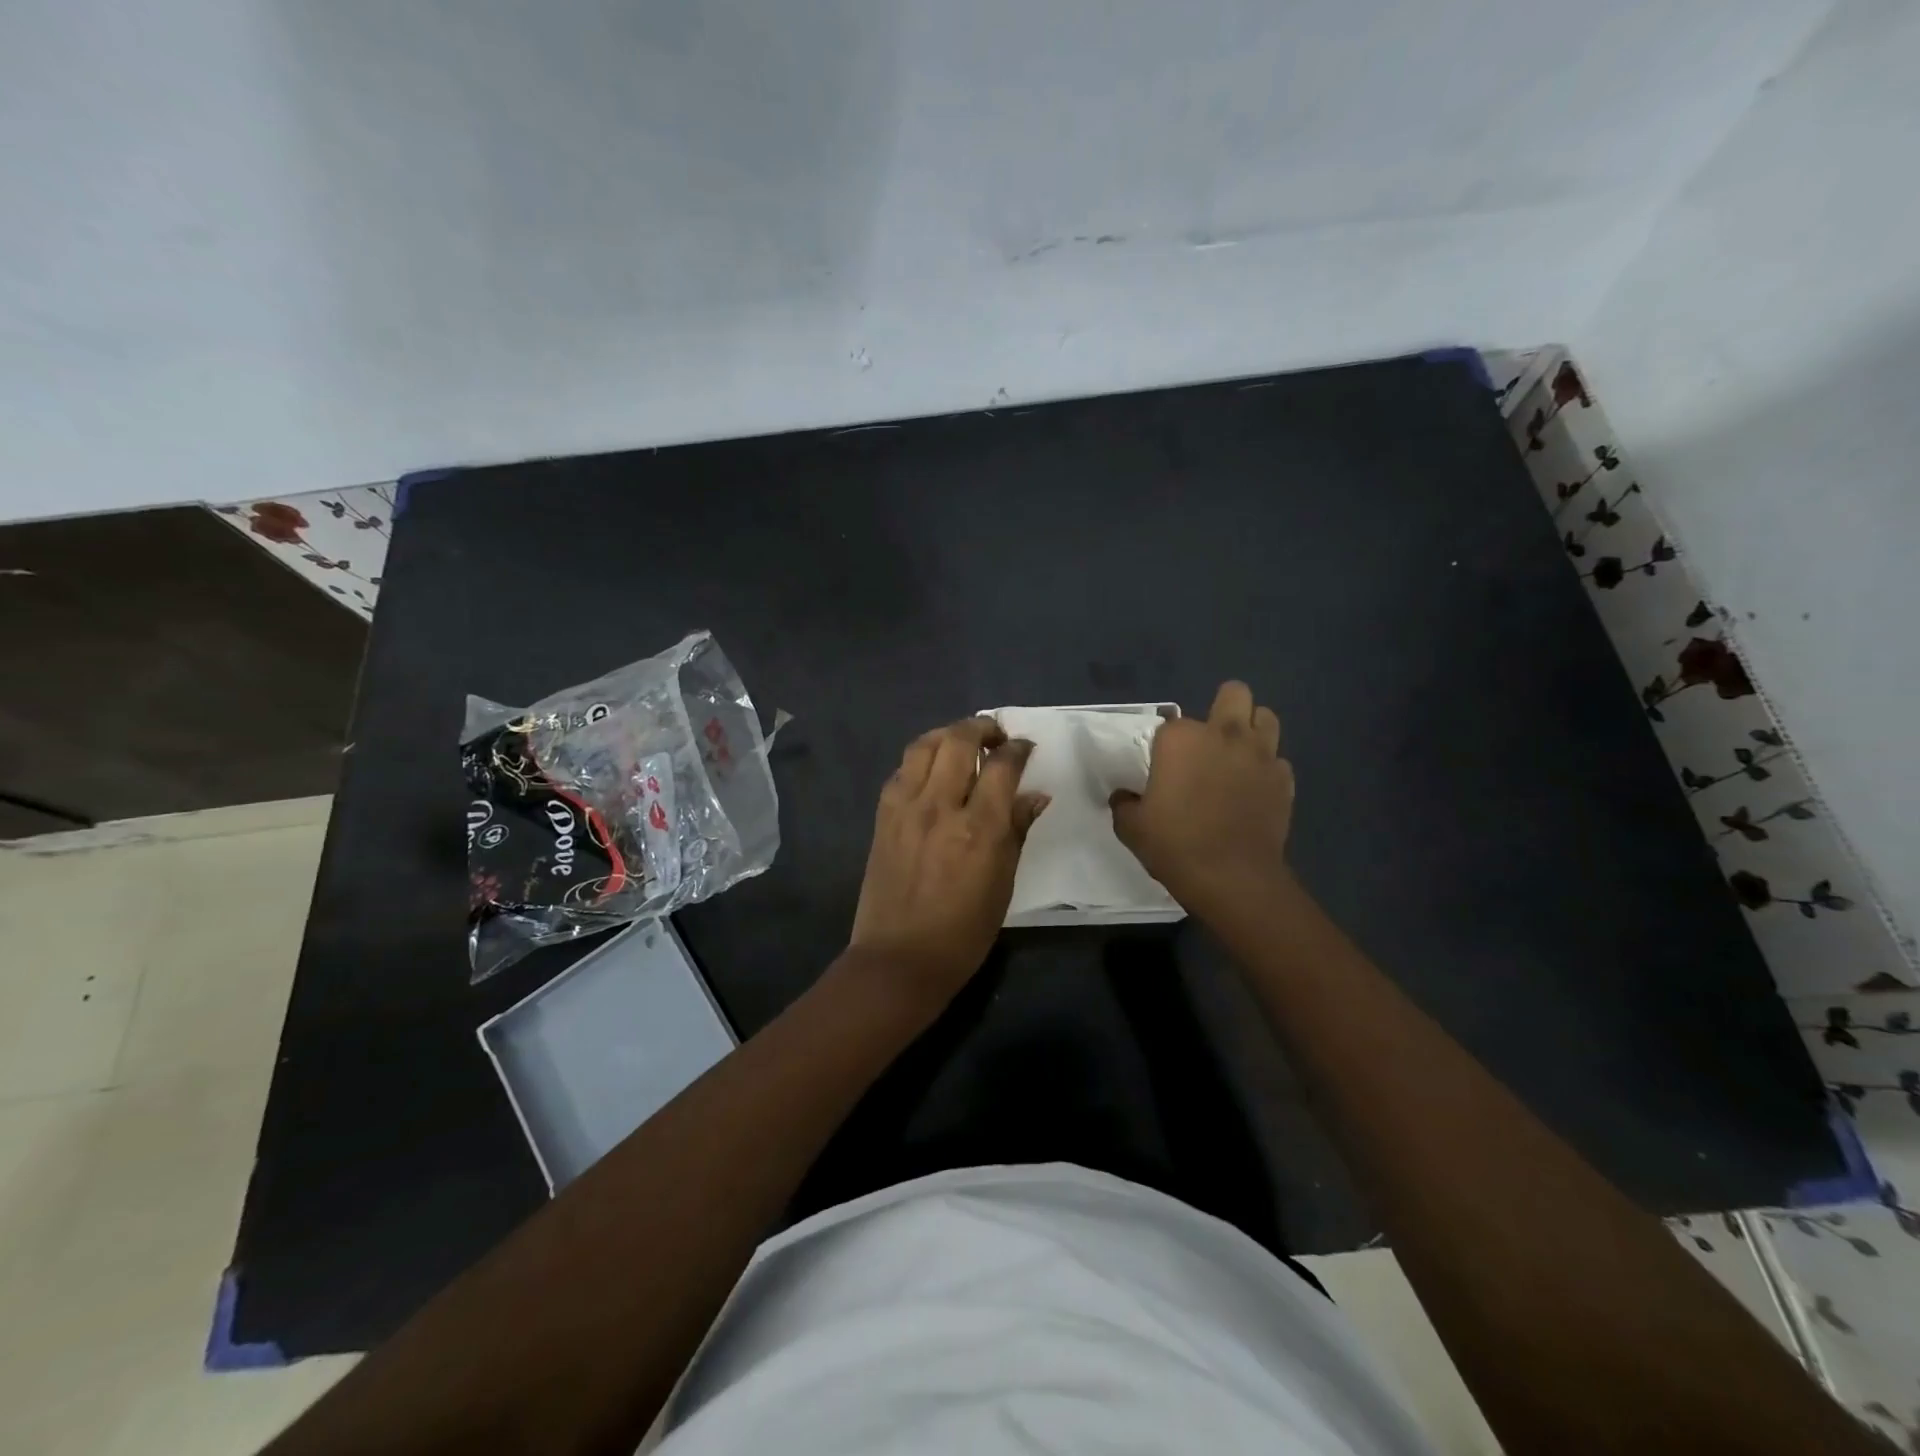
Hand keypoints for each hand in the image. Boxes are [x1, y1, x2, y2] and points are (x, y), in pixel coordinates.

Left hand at [848, 717, 1048, 1005]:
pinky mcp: (883, 816)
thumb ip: (1016, 831)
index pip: (1002, 766)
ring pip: (924, 746)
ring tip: (962, 742)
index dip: (1017, 749)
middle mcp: (940, 806)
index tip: (1025, 747)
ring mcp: (906, 808)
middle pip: (959, 741)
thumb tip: (1035, 796)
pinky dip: (921, 760)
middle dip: (981, 728)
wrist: (899, 958)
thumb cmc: (963, 932)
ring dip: (947, 735)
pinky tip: (932, 771)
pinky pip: (902, 771)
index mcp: (979, 828)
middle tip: (995, 735)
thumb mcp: (1003, 883)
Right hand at [1110, 681, 1294, 918]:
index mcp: (1181, 739)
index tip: (1163, 767)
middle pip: (1234, 694)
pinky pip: (1278, 761)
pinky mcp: (1284, 780)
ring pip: (1266, 717)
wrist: (1233, 878)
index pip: (1171, 724)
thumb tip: (1125, 796)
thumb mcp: (1131, 827)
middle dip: (1223, 708)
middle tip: (1209, 740)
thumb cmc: (1176, 845)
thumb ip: (1124, 803)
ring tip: (1237, 753)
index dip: (1167, 744)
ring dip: (1252, 728)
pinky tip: (1254, 789)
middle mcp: (1224, 735)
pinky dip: (1266, 769)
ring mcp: (1260, 755)